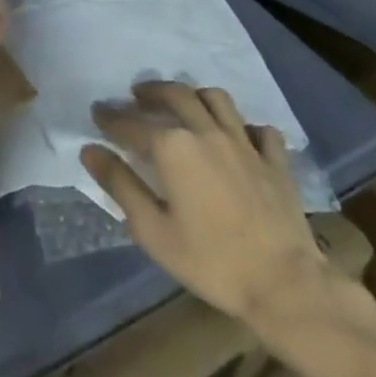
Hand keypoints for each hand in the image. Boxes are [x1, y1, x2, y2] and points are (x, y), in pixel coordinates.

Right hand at [82, 82, 332, 338]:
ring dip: (194, 95)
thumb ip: (120, 185)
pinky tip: (238, 137)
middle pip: (175, 95)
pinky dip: (245, 127)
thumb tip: (90, 150)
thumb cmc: (211, 261)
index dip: (111, 117)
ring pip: (216, 99)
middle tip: (137, 96)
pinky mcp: (274, 160)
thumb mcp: (153, 231)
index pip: (131, 123)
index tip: (97, 112)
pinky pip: (258, 129)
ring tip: (183, 103)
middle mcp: (205, 131)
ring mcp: (243, 142)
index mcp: (172, 147)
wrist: (285, 284)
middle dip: (151, 91)